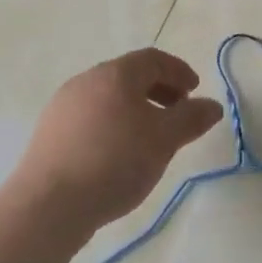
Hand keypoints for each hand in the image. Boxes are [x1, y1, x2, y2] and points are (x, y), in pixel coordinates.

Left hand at [14, 49, 224, 229]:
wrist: (49, 203)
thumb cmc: (115, 161)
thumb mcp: (164, 140)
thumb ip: (191, 118)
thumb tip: (212, 105)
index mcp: (115, 74)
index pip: (153, 59)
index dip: (179, 71)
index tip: (195, 92)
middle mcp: (86, 80)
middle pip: (129, 76)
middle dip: (158, 90)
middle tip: (177, 113)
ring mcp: (63, 105)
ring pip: (108, 97)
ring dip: (134, 109)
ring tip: (150, 138)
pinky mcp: (49, 132)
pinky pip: (90, 117)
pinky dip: (112, 124)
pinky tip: (117, 154)